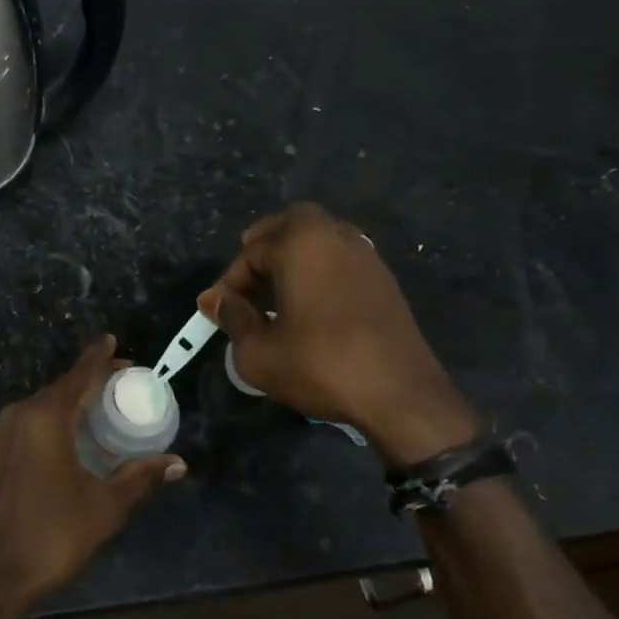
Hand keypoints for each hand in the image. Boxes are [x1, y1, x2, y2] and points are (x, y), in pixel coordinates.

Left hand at [0, 336, 184, 615]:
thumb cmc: (54, 534)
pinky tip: (78, 430)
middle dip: (92, 379)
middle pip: (64, 386)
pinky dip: (59, 416)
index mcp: (47, 417)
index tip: (113, 341)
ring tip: (106, 403)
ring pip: (47, 402)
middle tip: (124, 381)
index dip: (99, 358)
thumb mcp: (106, 505)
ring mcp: (6, 431)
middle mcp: (23, 413)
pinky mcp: (0, 449)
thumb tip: (177, 463)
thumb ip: (140, 476)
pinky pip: (35, 419)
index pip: (80, 375)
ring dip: (75, 399)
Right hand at [198, 202, 478, 467]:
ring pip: (322, 237)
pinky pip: (342, 258)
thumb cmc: (321, 366)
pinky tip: (310, 303)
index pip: (252, 251)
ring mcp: (366, 257)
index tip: (218, 310)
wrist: (401, 396)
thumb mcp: (258, 353)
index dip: (229, 281)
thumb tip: (217, 301)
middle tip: (249, 275)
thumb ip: (233, 319)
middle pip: (293, 222)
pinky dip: (320, 268)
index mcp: (302, 245)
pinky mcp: (385, 281)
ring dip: (296, 255)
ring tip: (277, 290)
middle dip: (266, 243)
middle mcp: (336, 238)